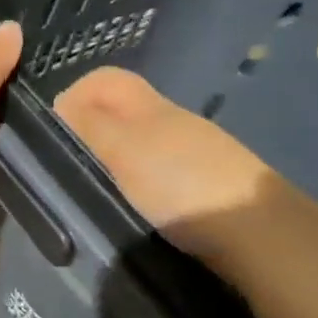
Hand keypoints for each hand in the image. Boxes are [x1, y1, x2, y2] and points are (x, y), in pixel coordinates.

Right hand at [53, 67, 299, 258]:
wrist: (264, 237)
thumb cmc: (183, 186)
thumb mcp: (124, 151)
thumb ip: (91, 125)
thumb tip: (62, 104)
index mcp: (152, 108)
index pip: (106, 80)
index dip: (75, 94)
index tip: (53, 132)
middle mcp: (176, 123)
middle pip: (124, 111)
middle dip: (93, 130)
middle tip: (70, 167)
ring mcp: (198, 156)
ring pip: (143, 143)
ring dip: (117, 160)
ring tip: (98, 191)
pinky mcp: (211, 188)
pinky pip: (163, 172)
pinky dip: (143, 183)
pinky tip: (138, 209)